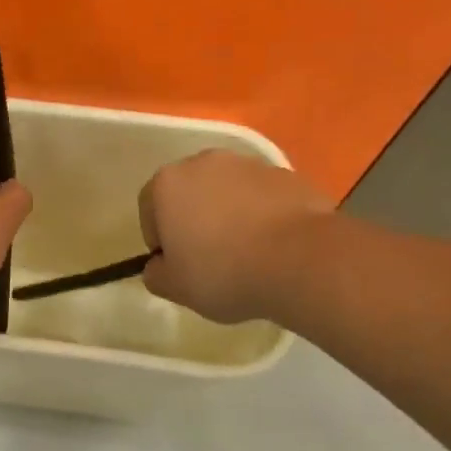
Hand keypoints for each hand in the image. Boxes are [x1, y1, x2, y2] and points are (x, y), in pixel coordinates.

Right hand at [138, 150, 329, 323]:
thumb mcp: (175, 287)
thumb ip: (156, 274)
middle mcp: (204, 163)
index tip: (176, 264)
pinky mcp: (287, 174)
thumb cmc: (224, 271)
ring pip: (228, 191)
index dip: (158, 239)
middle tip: (208, 257)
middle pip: (189, 192)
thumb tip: (160, 266)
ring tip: (246, 252)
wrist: (301, 259)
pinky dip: (262, 214)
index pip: (149, 209)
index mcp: (168, 183)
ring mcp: (249, 164)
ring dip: (229, 214)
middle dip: (194, 219)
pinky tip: (274, 246)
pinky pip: (262, 197)